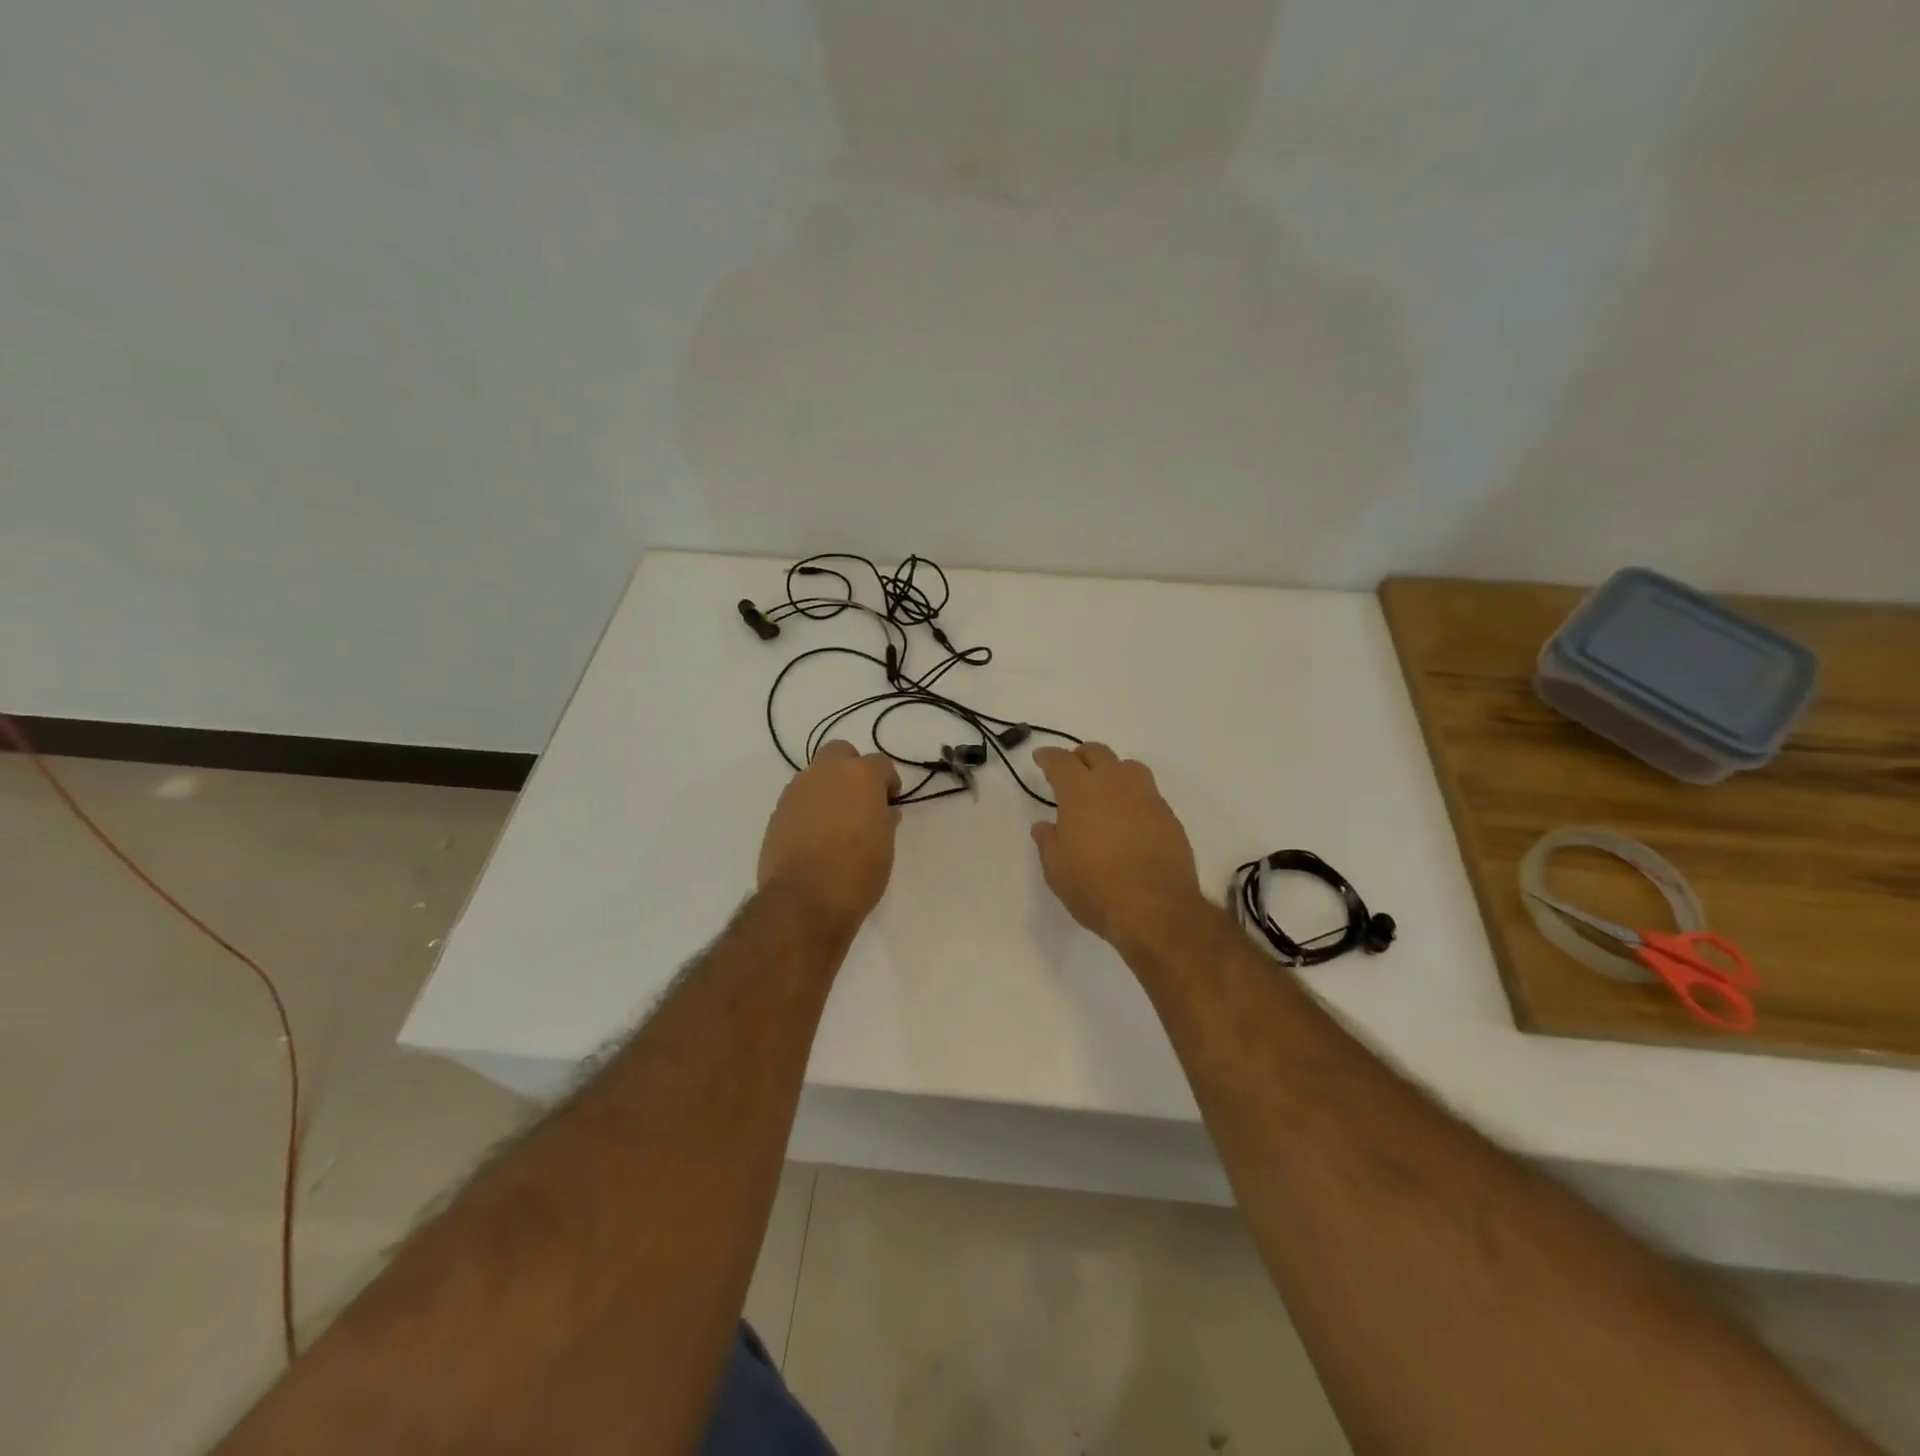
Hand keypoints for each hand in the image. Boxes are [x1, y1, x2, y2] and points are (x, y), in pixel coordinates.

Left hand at [758, 740, 901, 932]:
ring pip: (816, 775)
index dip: (888, 782)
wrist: (804, 900)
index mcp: (860, 776)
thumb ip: (884, 821)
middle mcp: (826, 773)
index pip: (880, 763)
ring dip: (828, 788)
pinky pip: (798, 799)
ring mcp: (797, 791)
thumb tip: (885, 811)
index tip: (890, 803)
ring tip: (836, 821)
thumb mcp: (885, 847)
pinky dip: (809, 808)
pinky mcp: (777, 812)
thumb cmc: (857, 872)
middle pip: (840, 753)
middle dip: (852, 769)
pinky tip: (815, 836)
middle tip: (860, 800)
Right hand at [1030, 744, 1207, 951]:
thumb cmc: (1095, 888)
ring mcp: (1146, 797)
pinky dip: (1133, 796)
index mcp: (1080, 792)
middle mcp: (1114, 784)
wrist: (1155, 909)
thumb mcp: (1057, 870)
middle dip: (1081, 757)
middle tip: (1072, 771)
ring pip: (1128, 766)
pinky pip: (1148, 792)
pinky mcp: (1169, 816)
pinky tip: (1129, 817)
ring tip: (1105, 788)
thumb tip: (1044, 826)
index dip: (1049, 757)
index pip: (1061, 761)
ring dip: (1112, 770)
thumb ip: (1048, 842)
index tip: (1041, 758)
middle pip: (1097, 753)